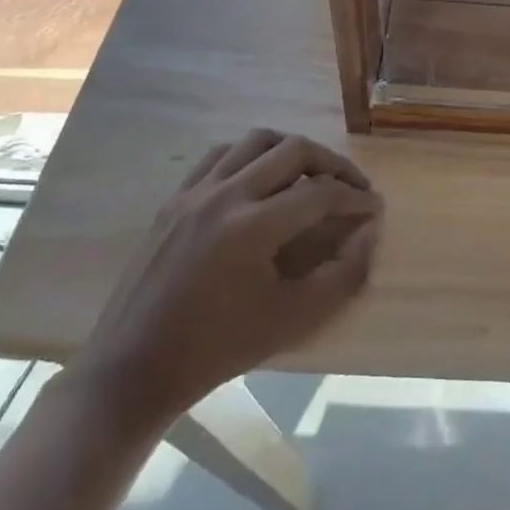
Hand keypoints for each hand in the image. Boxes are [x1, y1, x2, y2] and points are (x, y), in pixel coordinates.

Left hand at [70, 129, 383, 432]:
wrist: (133, 369)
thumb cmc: (217, 349)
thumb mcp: (291, 320)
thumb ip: (342, 276)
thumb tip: (369, 234)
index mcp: (252, 227)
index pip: (321, 193)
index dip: (356, 197)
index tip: (375, 207)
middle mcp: (225, 195)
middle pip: (294, 149)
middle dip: (333, 164)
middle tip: (352, 187)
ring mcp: (195, 192)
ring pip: (257, 140)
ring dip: (293, 150)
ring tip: (311, 174)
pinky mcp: (175, 198)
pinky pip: (221, 154)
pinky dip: (252, 155)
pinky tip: (262, 178)